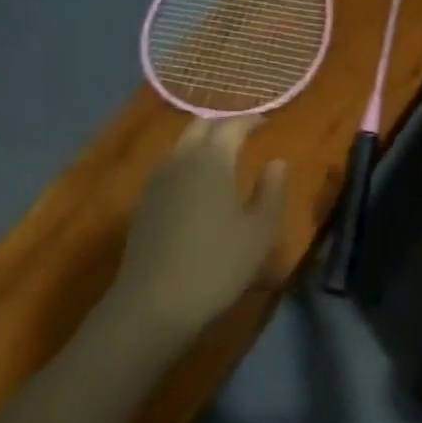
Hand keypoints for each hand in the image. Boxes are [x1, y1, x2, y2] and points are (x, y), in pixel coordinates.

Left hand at [113, 116, 287, 339]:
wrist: (154, 302)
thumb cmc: (217, 264)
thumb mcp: (260, 232)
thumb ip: (272, 191)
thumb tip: (277, 162)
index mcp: (212, 159)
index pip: (232, 125)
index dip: (251, 120)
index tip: (267, 123)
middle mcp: (181, 159)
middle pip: (200, 126)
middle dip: (224, 124)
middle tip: (244, 133)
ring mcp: (157, 180)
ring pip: (182, 145)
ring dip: (203, 141)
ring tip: (224, 155)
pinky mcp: (144, 202)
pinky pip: (170, 166)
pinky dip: (188, 161)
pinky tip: (198, 183)